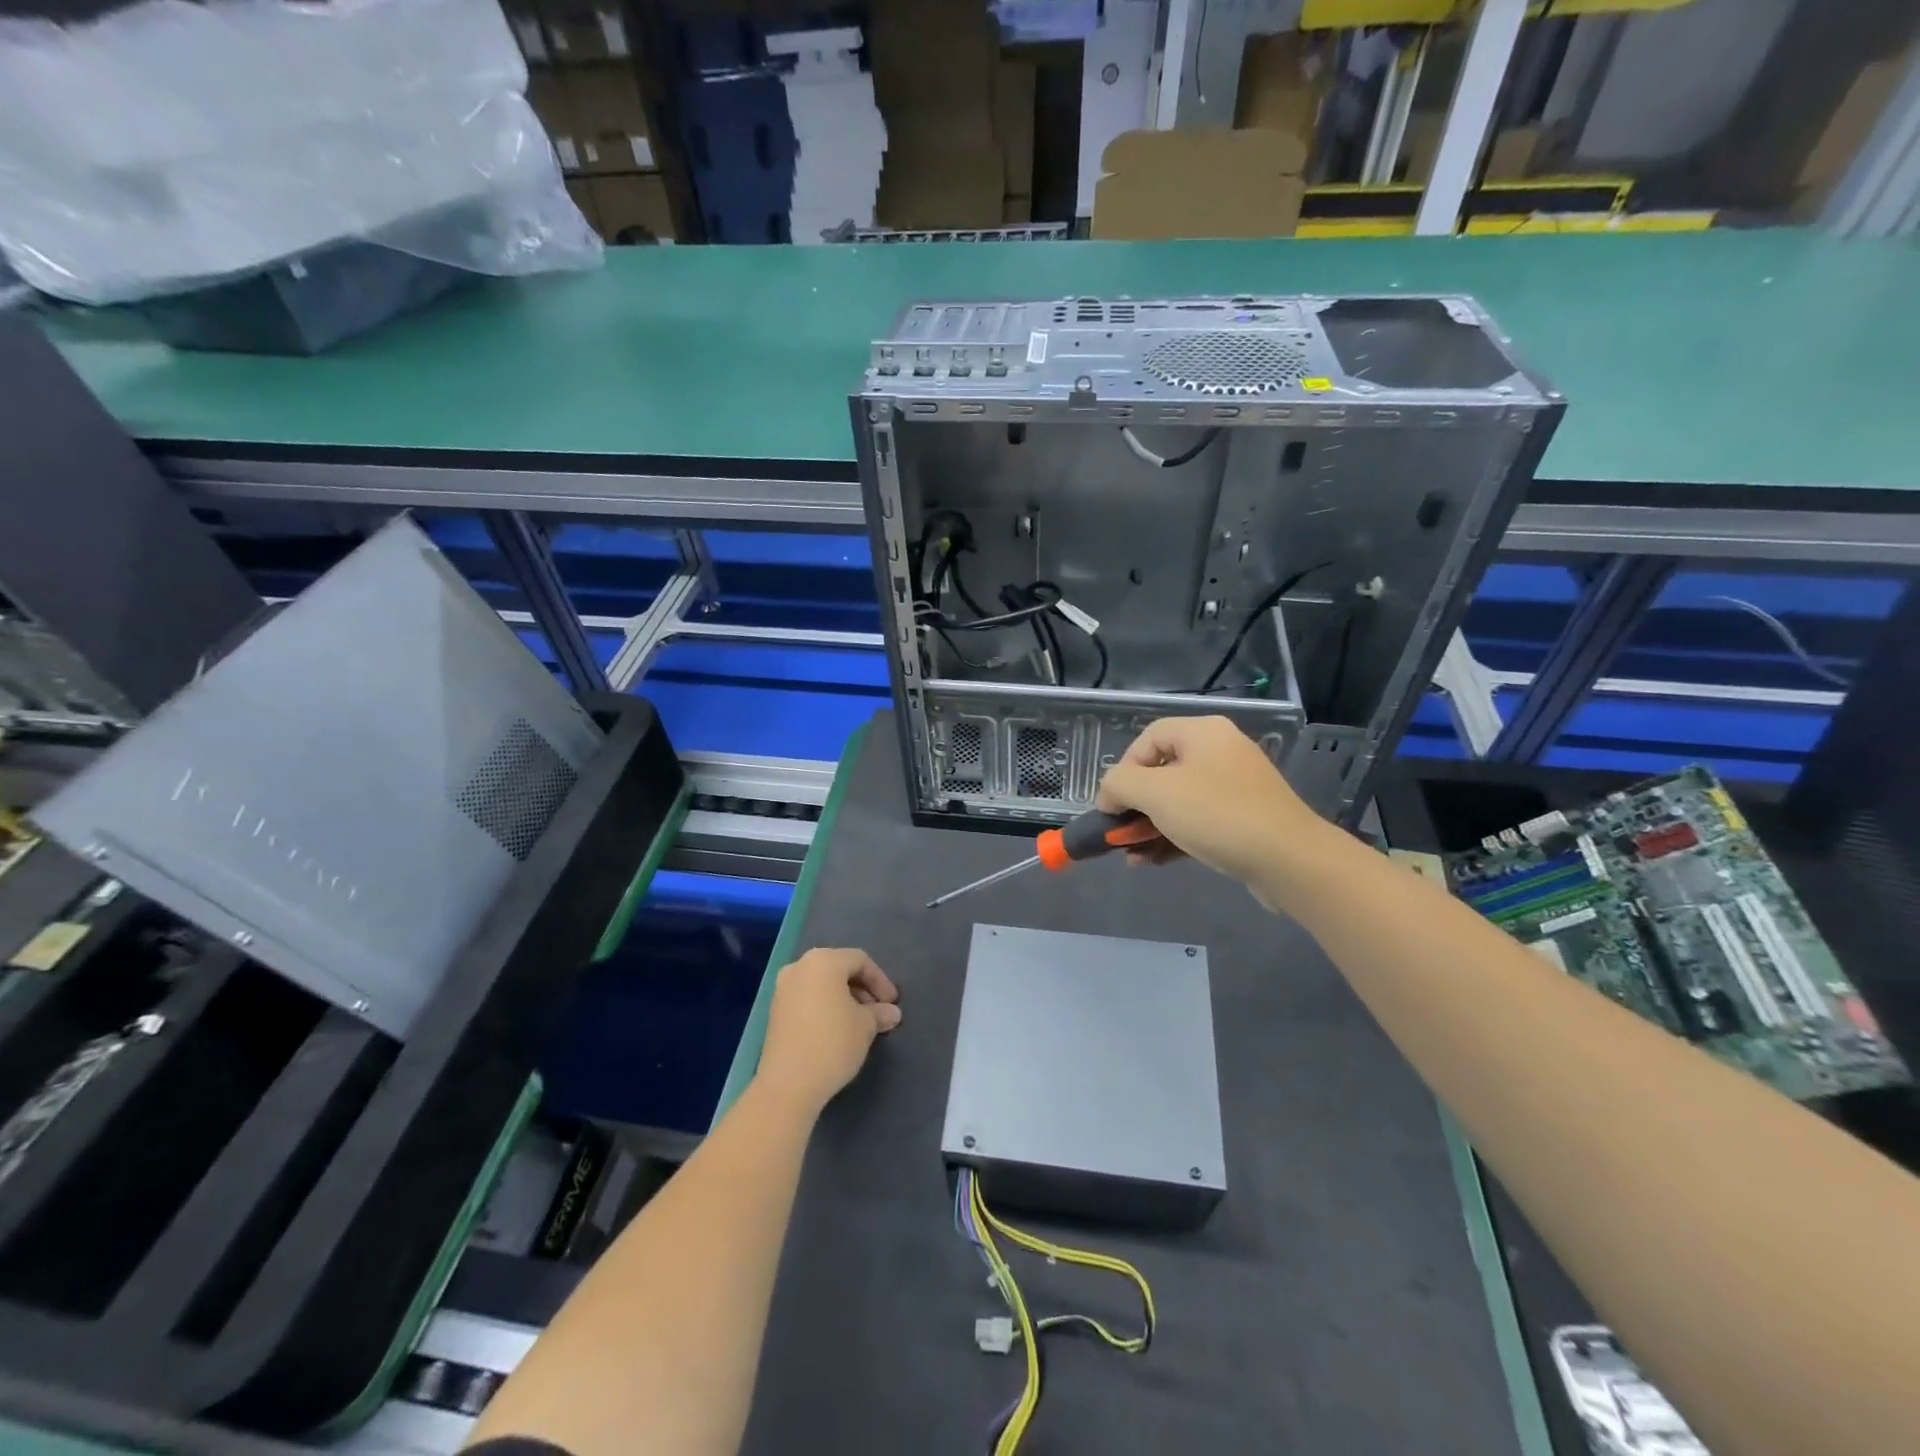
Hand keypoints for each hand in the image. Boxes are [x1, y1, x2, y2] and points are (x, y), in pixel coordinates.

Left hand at [755, 948, 901, 1113]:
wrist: (788, 1084)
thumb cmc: (833, 1043)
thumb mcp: (865, 1026)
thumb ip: (879, 1013)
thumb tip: (891, 1013)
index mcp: (823, 961)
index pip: (860, 961)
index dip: (880, 980)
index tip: (892, 1004)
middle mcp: (799, 967)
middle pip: (838, 968)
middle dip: (862, 988)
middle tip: (877, 1012)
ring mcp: (783, 989)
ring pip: (821, 984)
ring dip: (843, 998)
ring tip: (860, 1023)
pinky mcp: (775, 1011)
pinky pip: (807, 998)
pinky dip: (825, 1007)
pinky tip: (836, 1029)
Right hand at [1096, 716, 1322, 898]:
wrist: (1289, 860)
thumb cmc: (1217, 815)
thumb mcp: (1156, 794)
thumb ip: (1119, 785)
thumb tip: (1109, 794)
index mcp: (1203, 733)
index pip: (1147, 738)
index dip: (1123, 769)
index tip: (1113, 803)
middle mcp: (1221, 752)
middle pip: (1162, 771)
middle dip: (1135, 805)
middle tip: (1120, 832)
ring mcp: (1236, 786)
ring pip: (1179, 801)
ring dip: (1149, 827)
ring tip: (1132, 855)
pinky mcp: (1245, 818)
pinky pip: (1198, 821)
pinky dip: (1174, 837)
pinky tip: (1153, 861)